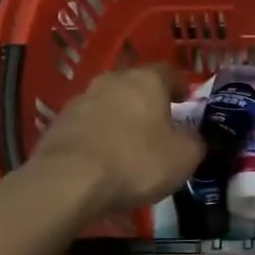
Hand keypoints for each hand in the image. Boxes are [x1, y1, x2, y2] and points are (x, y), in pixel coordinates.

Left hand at [29, 66, 203, 222]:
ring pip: (110, 104)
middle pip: (137, 86)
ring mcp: (82, 98)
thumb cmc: (135, 162)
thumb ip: (195, 142)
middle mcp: (114, 79)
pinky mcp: (59, 122)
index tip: (187, 104)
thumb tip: (194, 138)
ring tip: (128, 146)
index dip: (181, 88)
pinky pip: (88, 124)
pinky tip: (102, 159)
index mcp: (147, 80)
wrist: (67, 182)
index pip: (170, 73)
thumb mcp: (184, 158)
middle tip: (159, 127)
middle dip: (148, 103)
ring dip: (120, 119)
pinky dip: (98, 136)